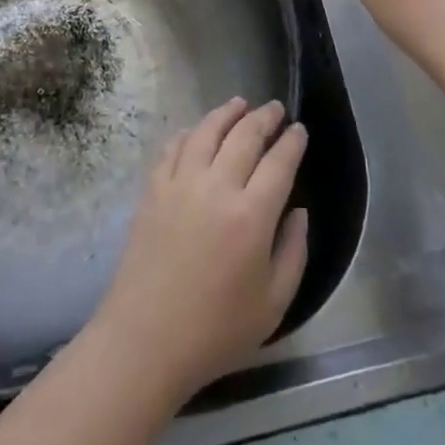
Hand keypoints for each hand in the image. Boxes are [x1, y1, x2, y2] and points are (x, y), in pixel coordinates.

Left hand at [91, 98, 308, 404]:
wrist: (145, 341)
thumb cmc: (216, 331)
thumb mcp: (274, 305)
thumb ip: (294, 252)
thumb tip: (298, 211)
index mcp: (252, 215)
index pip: (279, 162)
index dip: (292, 141)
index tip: (299, 130)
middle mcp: (217, 187)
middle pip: (244, 135)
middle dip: (264, 118)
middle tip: (275, 109)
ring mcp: (180, 184)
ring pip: (206, 131)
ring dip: (226, 113)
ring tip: (239, 104)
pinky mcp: (152, 190)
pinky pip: (173, 148)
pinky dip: (189, 133)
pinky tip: (196, 131)